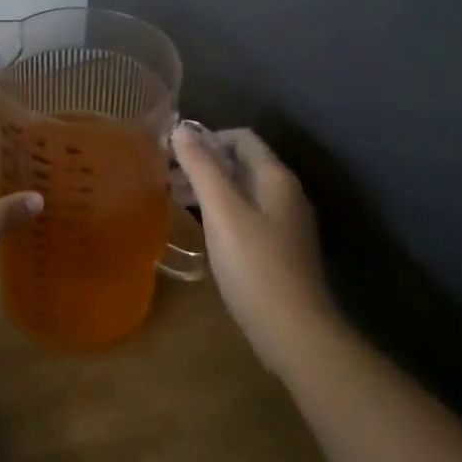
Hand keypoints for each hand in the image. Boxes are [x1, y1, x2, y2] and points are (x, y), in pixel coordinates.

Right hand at [172, 121, 335, 375]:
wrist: (295, 332)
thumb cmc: (254, 265)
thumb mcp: (222, 211)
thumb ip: (201, 167)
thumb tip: (181, 128)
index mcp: (276, 178)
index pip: (241, 138)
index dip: (207, 138)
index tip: (174, 153)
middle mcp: (285, 194)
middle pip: (241, 163)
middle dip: (204, 163)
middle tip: (167, 175)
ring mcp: (285, 224)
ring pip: (241, 190)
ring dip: (209, 187)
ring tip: (175, 198)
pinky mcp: (279, 250)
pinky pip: (245, 215)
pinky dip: (220, 211)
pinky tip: (200, 227)